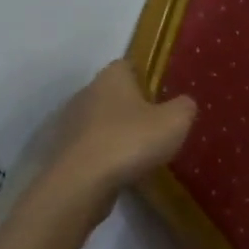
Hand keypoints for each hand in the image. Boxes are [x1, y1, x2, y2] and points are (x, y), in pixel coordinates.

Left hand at [47, 61, 196, 200]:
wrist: (81, 183)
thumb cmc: (131, 140)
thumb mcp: (175, 121)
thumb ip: (184, 107)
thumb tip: (184, 103)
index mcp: (112, 76)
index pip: (130, 66)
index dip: (148, 79)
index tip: (164, 97)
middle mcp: (87, 92)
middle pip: (114, 94)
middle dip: (133, 108)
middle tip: (156, 127)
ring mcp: (71, 123)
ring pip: (101, 122)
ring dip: (118, 133)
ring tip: (140, 154)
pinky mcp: (64, 151)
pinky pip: (91, 147)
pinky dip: (105, 155)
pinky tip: (120, 172)